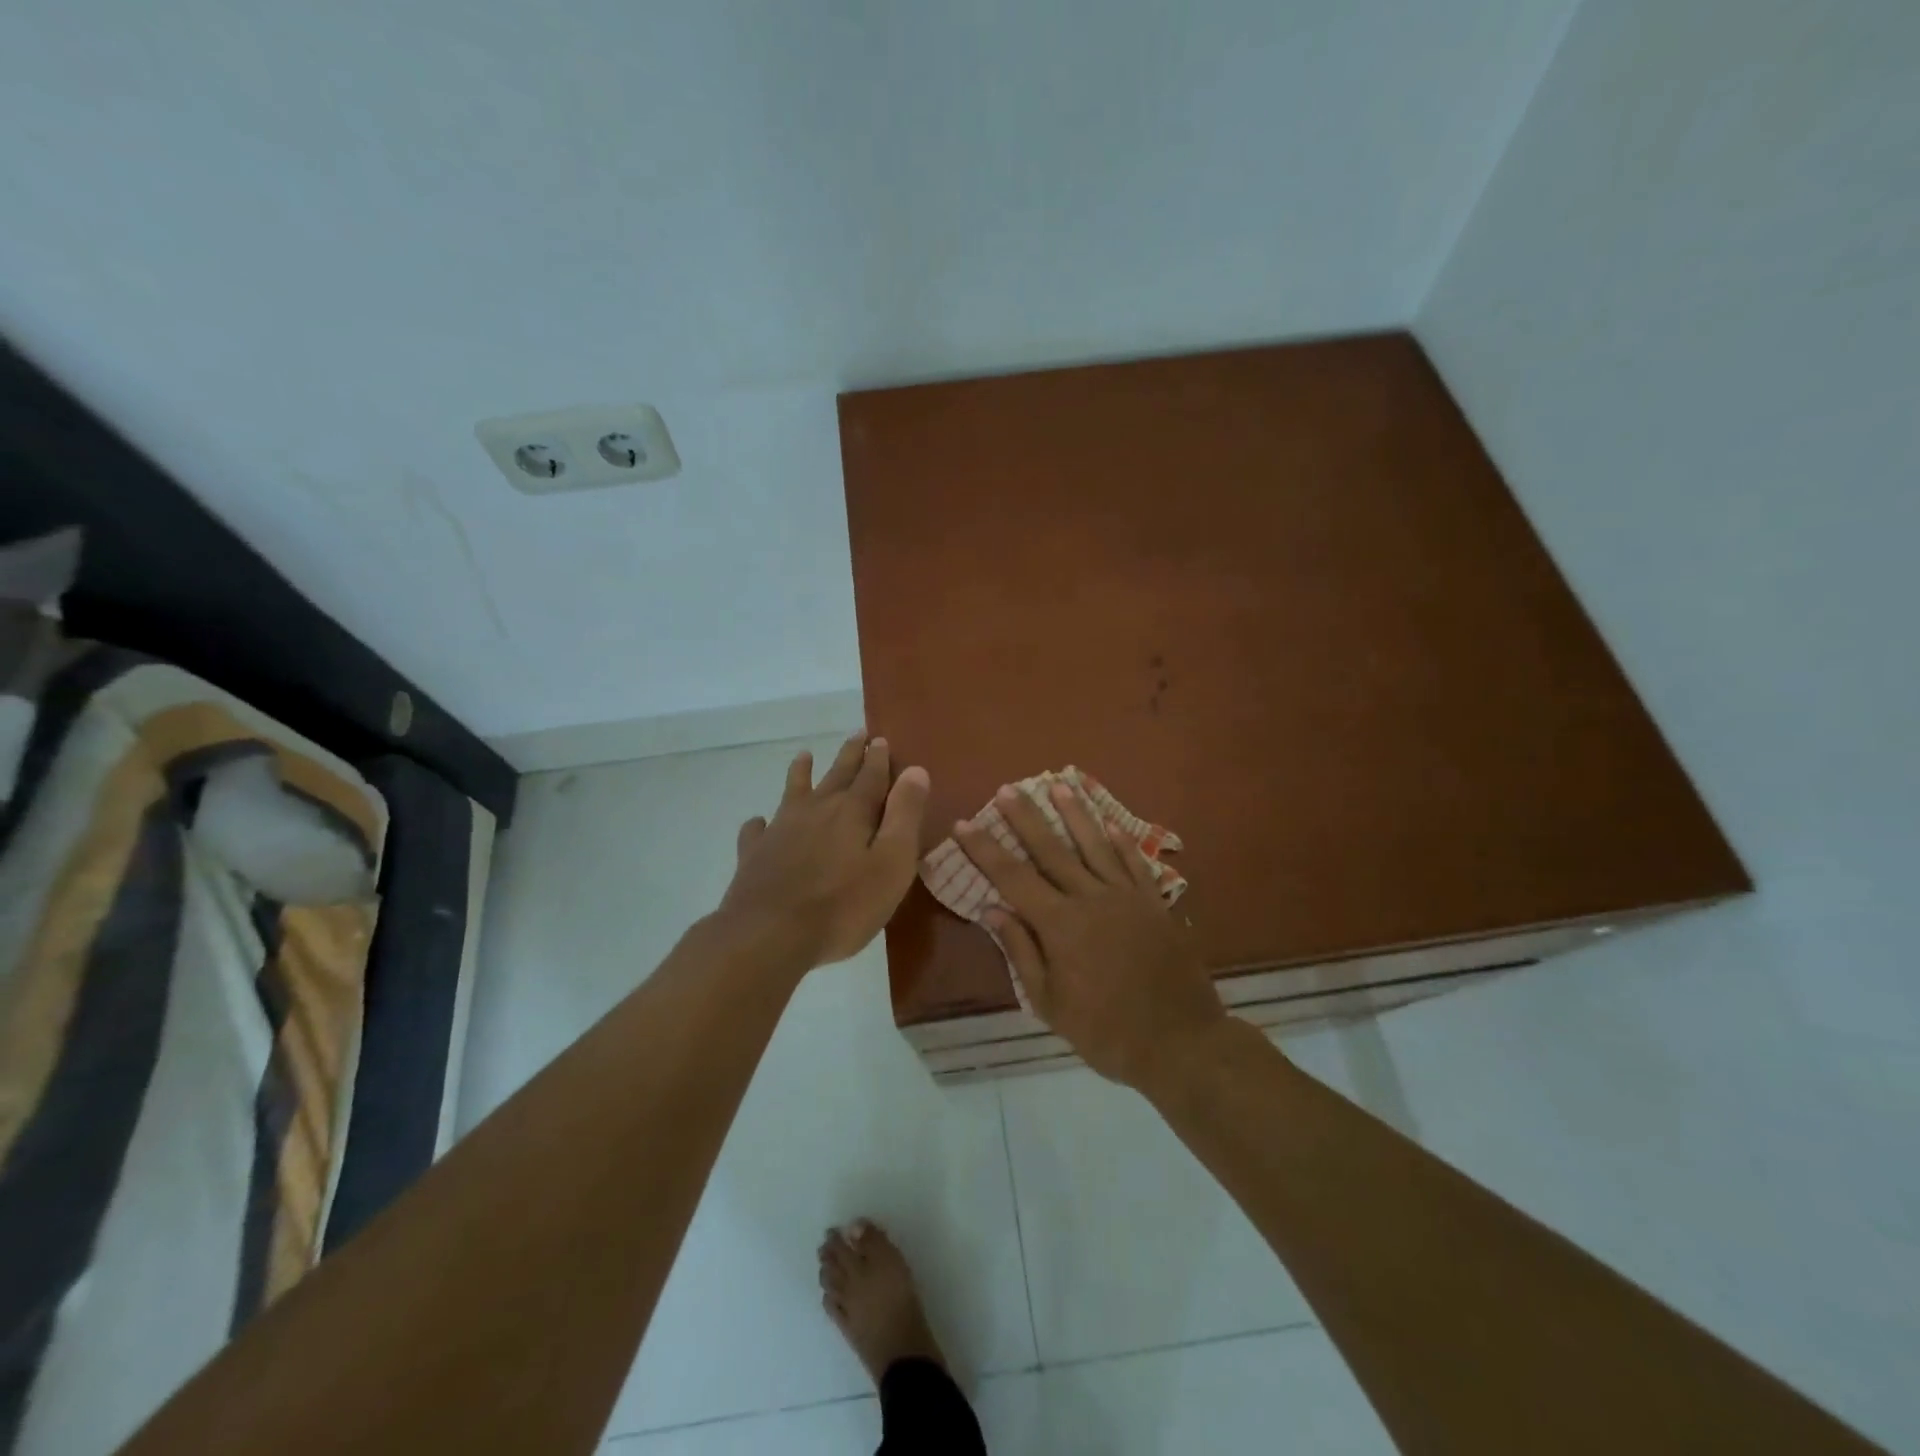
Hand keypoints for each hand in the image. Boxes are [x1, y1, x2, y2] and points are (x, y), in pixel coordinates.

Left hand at [719, 733, 929, 969]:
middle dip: (849, 755)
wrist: (769, 934)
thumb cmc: (843, 905)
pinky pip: (757, 830)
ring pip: (794, 792)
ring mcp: (781, 830)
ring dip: (801, 773)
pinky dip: (760, 823)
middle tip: (857, 734)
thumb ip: (904, 815)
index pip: (871, 776)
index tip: (880, 738)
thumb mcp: (891, 863)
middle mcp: (816, 811)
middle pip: (836, 776)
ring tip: (804, 756)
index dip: (878, 758)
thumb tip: (915, 770)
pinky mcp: (754, 855)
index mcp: (853, 812)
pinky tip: (758, 822)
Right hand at [955, 783, 1225, 1090]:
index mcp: (1060, 925)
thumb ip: (1021, 952)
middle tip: (1009, 788)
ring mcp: (1127, 897)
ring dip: (1076, 814)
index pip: (1012, 877)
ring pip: (1096, 845)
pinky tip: (1111, 822)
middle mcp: (1091, 898)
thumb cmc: (1106, 1032)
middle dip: (1027, 817)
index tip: (964, 823)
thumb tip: (993, 910)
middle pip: (1052, 850)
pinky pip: (1135, 863)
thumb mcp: (1050, 1004)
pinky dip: (1122, 841)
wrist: (1180, 1042)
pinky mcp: (1154, 904)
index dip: (986, 849)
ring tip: (1060, 785)